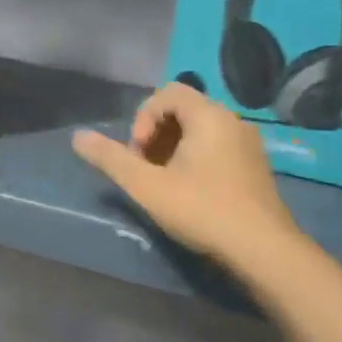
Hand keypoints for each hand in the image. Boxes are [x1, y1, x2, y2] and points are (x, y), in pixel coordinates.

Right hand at [72, 81, 295, 266]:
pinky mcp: (256, 166)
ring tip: (163, 180)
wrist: (263, 250)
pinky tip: (190, 191)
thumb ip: (111, 159)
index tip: (138, 152)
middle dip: (156, 133)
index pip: (168, 92)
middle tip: (145, 167)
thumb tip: (77, 137)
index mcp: (209, 115)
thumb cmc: (202, 210)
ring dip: (174, 146)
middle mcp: (232, 120)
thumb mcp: (147, 186)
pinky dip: (196, 157)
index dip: (144, 117)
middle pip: (184, 109)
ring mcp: (249, 143)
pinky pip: (219, 146)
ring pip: (201, 129)